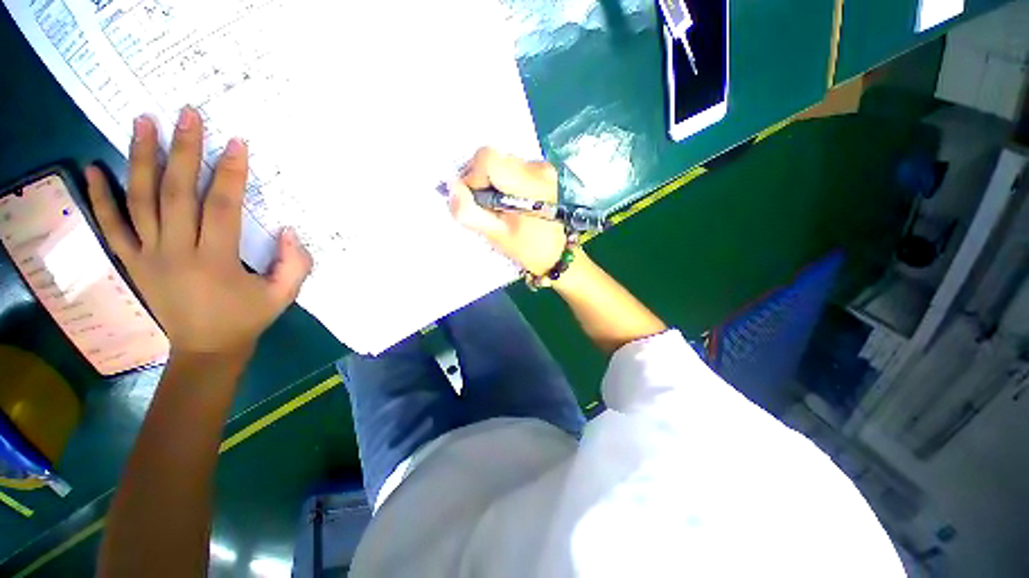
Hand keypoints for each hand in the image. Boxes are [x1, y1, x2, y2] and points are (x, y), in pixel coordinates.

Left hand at [85, 107, 311, 359]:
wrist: (206, 350)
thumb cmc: (247, 319)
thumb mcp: (284, 295)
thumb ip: (294, 264)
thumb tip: (287, 230)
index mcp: (216, 262)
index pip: (222, 208)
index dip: (230, 175)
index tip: (236, 143)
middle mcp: (176, 252)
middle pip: (176, 194)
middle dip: (184, 151)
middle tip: (187, 115)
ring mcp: (148, 256)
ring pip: (139, 201)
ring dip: (140, 159)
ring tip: (142, 122)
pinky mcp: (132, 262)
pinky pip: (111, 226)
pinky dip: (99, 197)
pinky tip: (93, 169)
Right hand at [448, 148, 565, 275]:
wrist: (556, 252)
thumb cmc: (526, 248)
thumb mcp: (495, 235)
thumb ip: (469, 212)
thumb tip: (450, 186)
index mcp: (530, 184)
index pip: (488, 158)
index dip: (473, 176)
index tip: (477, 200)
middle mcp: (538, 168)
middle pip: (493, 158)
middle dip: (481, 180)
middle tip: (486, 206)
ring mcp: (542, 167)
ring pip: (500, 161)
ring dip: (491, 181)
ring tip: (498, 206)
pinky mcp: (541, 169)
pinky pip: (510, 166)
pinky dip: (502, 181)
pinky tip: (508, 200)